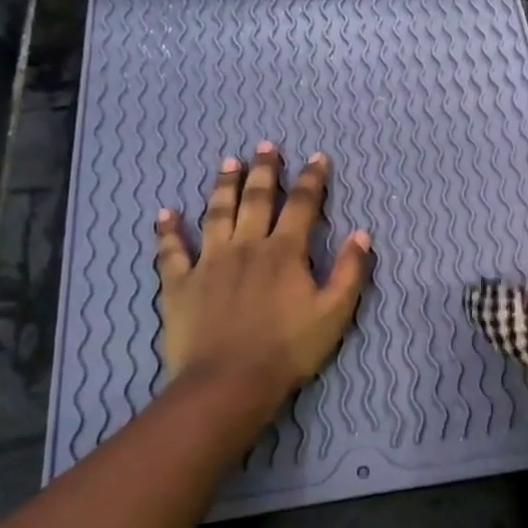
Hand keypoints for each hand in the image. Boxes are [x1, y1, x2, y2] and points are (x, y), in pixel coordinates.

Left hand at [153, 142, 371, 399]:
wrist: (229, 381)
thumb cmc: (288, 349)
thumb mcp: (335, 313)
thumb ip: (350, 271)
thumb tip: (362, 234)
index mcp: (284, 252)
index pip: (302, 205)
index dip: (312, 179)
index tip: (317, 158)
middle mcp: (246, 246)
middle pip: (256, 199)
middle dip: (264, 170)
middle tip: (266, 146)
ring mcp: (209, 262)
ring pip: (216, 214)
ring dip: (223, 186)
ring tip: (227, 162)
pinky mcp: (180, 283)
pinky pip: (171, 251)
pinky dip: (167, 231)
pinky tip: (165, 213)